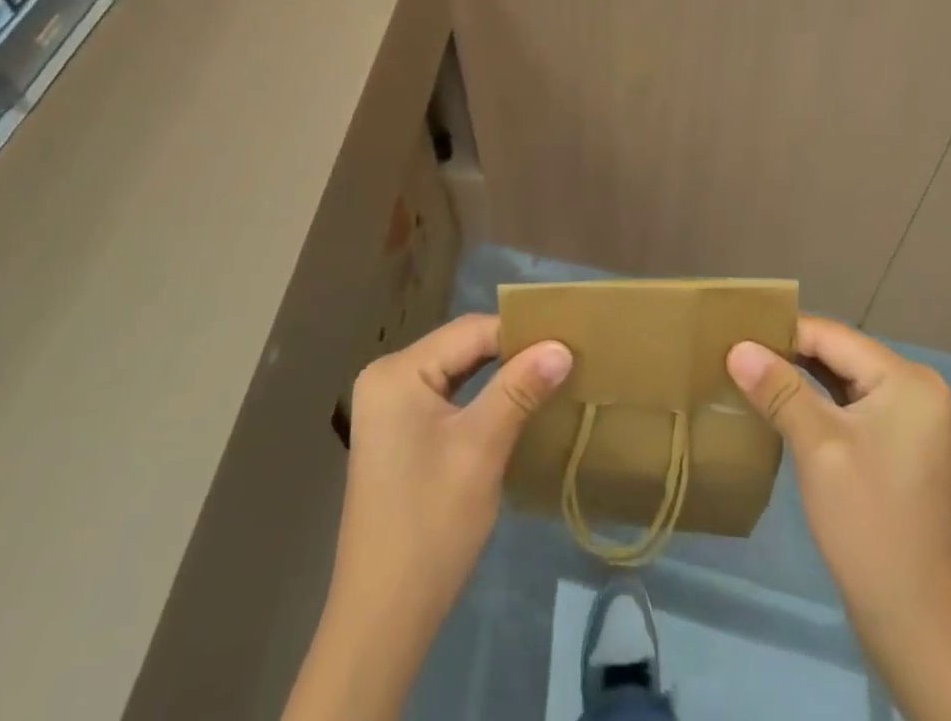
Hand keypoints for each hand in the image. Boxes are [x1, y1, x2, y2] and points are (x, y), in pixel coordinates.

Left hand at [332, 313, 571, 633]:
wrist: (382, 619)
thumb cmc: (430, 525)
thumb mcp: (481, 449)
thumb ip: (519, 389)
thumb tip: (561, 346)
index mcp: (397, 371)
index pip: (470, 331)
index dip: (520, 333)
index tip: (568, 341)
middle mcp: (387, 377)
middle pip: (462, 348)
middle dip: (512, 352)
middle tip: (564, 356)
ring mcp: (389, 407)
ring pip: (457, 372)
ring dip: (500, 375)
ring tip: (549, 374)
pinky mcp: (397, 434)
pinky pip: (447, 396)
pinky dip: (481, 397)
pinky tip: (514, 404)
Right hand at [728, 318, 950, 720]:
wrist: (918, 627)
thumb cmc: (869, 525)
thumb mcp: (818, 447)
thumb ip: (779, 389)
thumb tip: (737, 347)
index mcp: (906, 380)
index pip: (831, 336)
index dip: (780, 333)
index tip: (730, 337)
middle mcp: (914, 388)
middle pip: (836, 355)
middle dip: (786, 355)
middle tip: (732, 355)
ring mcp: (908, 419)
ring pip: (839, 381)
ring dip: (796, 380)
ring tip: (745, 375)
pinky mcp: (896, 446)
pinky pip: (848, 407)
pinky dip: (814, 405)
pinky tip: (778, 408)